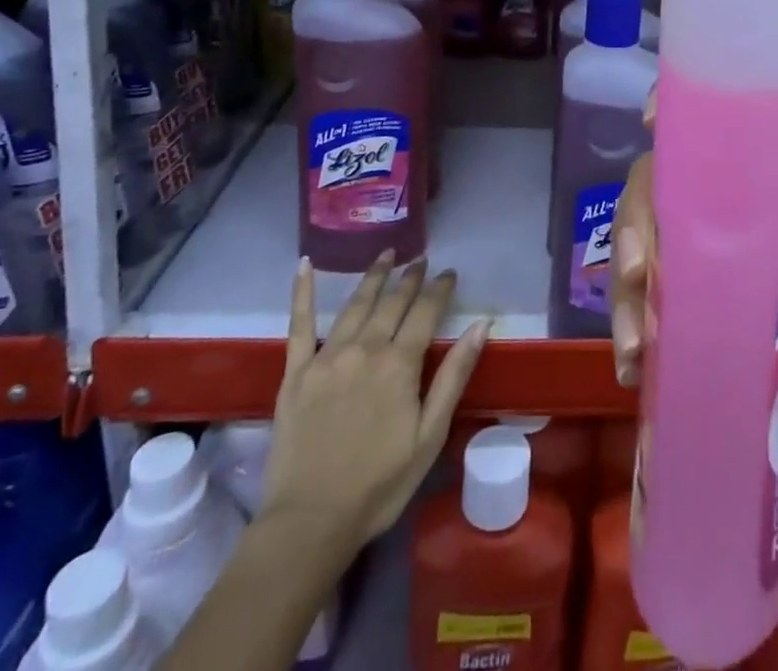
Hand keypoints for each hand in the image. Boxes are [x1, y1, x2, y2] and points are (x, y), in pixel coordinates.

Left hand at [258, 252, 488, 552]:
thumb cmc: (379, 484)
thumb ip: (454, 375)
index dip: (439, 289)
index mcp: (399, 364)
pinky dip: (302, 292)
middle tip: (419, 258)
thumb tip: (481, 324)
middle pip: (392, 303)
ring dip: (373, 276)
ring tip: (386, 254)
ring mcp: (327, 357)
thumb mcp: (430, 435)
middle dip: (409, 278)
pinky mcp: (296, 372)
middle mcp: (365, 349)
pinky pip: (299, 325)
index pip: (425, 312)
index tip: (449, 272)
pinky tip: (305, 265)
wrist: (310, 522)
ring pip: (355, 305)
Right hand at [612, 128, 777, 543]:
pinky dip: (630, 338)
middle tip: (635, 273)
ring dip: (624, 296)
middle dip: (633, 228)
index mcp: (754, 200)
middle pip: (655, 199)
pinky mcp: (684, 325)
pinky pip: (641, 316)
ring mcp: (694, 276)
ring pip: (638, 258)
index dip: (675, 122)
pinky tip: (636, 371)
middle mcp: (714, 227)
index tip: (652, 122)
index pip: (706, 143)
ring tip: (637, 349)